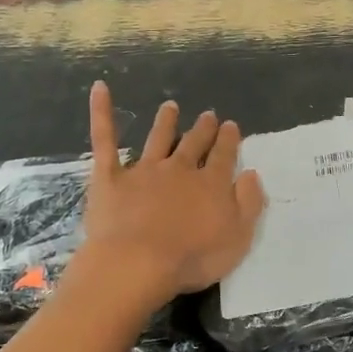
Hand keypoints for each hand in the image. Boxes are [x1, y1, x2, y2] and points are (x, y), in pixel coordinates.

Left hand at [79, 82, 265, 303]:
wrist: (138, 262)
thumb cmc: (193, 257)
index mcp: (211, 184)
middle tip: (208, 115)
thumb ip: (248, 203)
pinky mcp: (110, 177)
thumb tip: (251, 173)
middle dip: (203, 130)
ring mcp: (144, 170)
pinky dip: (102, 113)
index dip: (229, 140)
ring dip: (165, 122)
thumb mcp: (238, 237)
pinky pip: (106, 140)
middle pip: (194, 144)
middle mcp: (180, 170)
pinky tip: (101, 90)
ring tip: (170, 107)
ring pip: (158, 139)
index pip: (224, 155)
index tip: (231, 126)